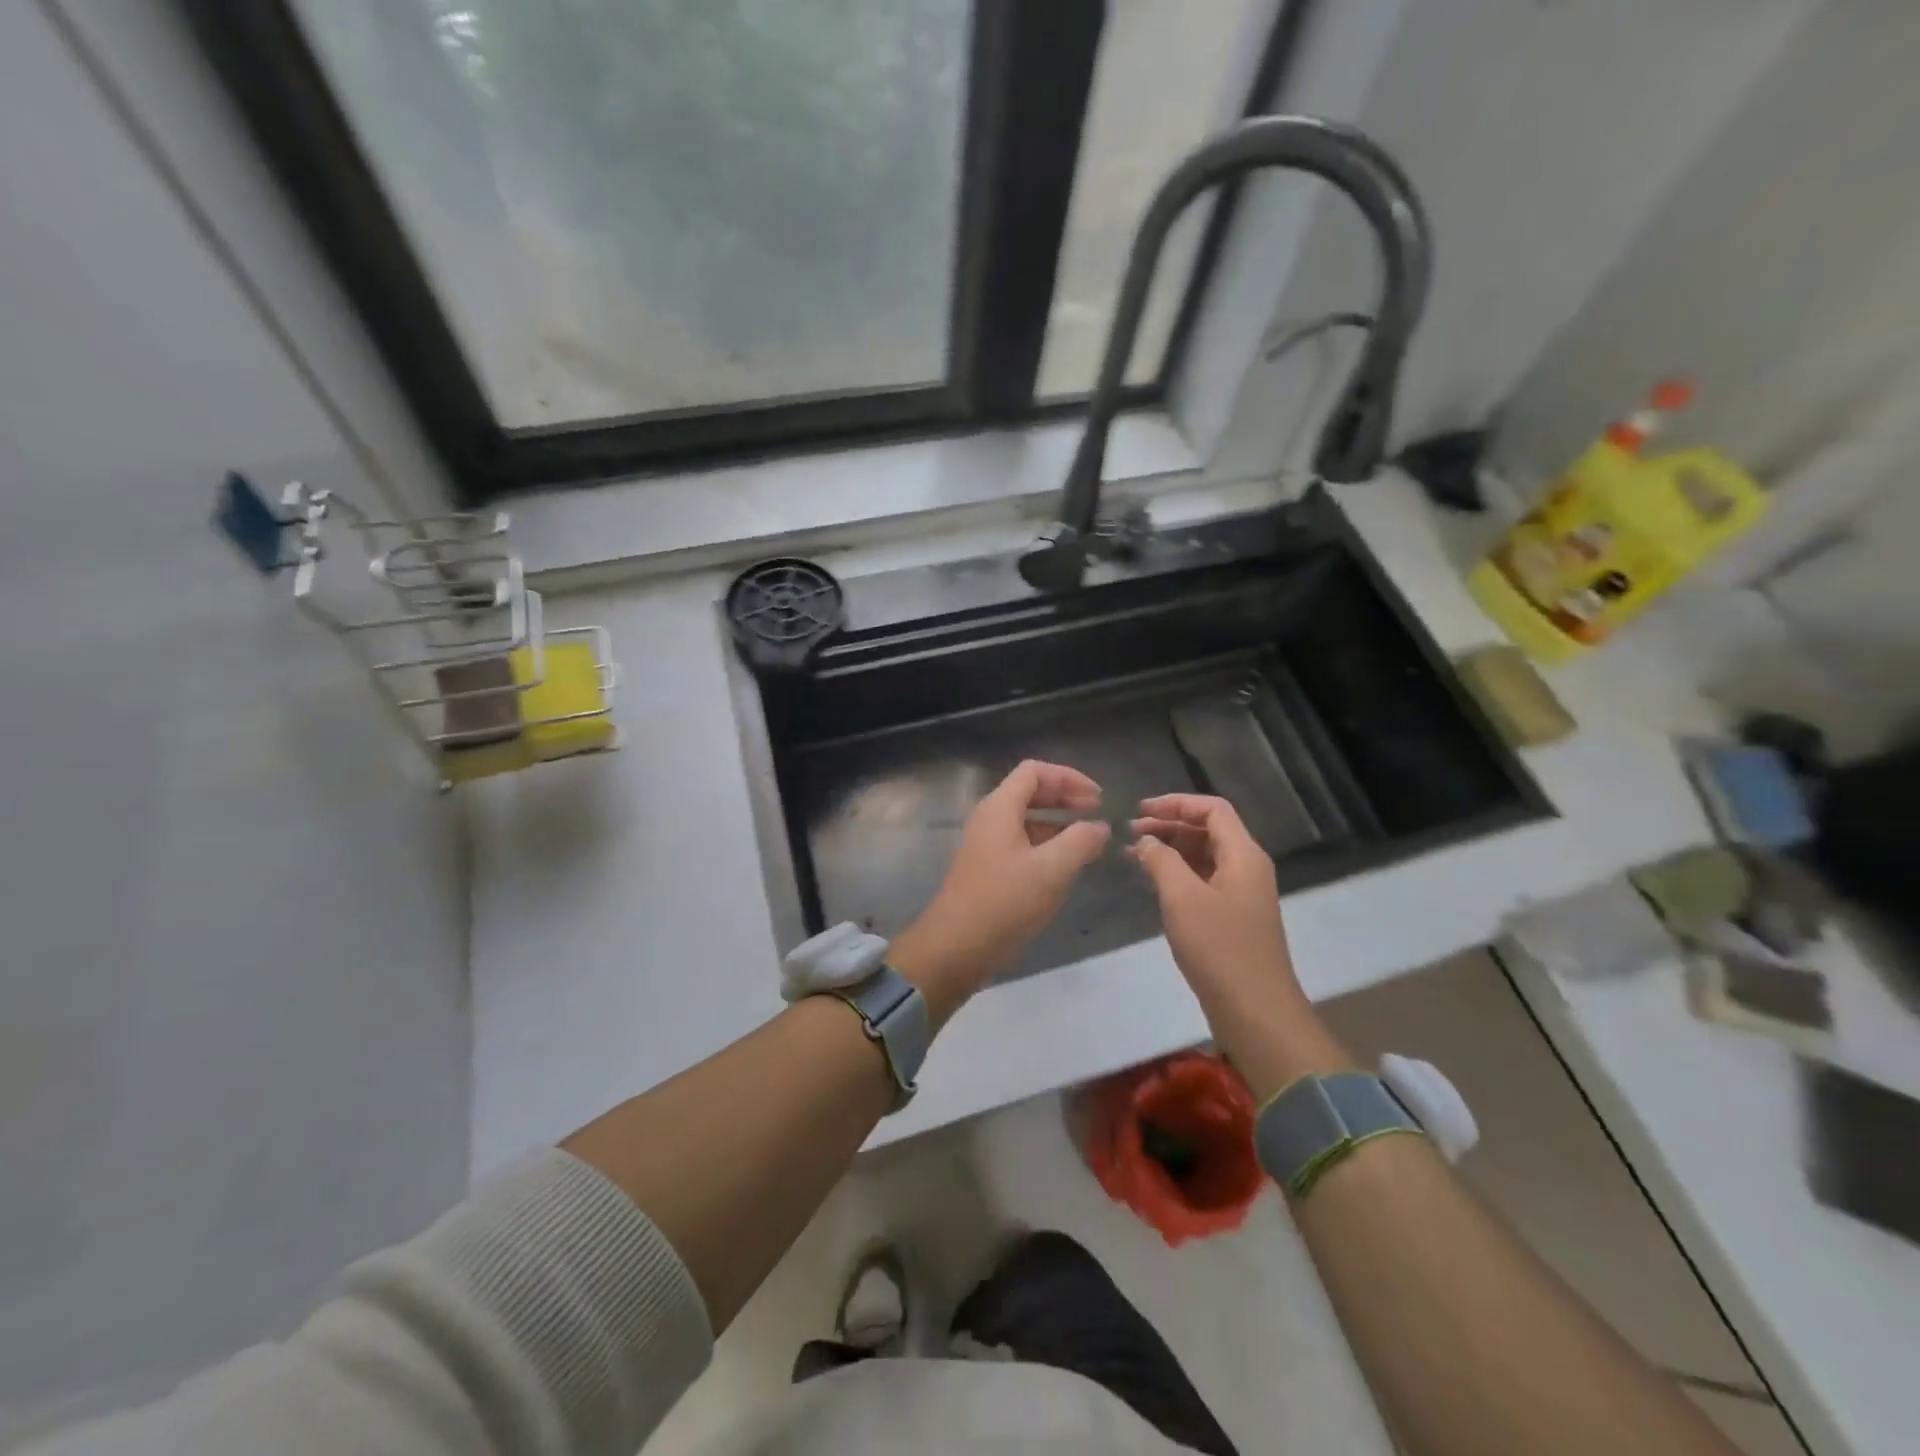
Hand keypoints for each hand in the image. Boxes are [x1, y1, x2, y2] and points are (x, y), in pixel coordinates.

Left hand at [890, 761, 1108, 1020]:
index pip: (1034, 771)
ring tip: (1087, 841)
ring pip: (1025, 820)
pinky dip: (1045, 845)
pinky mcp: (986, 870)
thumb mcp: (1053, 869)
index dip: (1069, 778)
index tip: (1097, 799)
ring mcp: (985, 845)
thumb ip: (1081, 841)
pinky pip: (1019, 843)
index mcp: (1000, 807)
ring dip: (1057, 823)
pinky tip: (1063, 867)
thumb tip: (1099, 827)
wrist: (956, 946)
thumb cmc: (1005, 901)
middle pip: (1029, 792)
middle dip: (1064, 797)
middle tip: (1096, 812)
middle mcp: (989, 819)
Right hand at [1130, 795, 1346, 1095]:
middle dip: (1168, 825)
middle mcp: (1247, 867)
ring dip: (1170, 850)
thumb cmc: (1219, 947)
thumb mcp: (1182, 897)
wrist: (1254, 1010)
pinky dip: (1177, 873)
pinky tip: (1151, 881)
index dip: (1176, 803)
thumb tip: (1146, 841)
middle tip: (1130, 832)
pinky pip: (1203, 879)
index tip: (1139, 810)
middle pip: (1208, 830)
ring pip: (1203, 856)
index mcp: (1243, 854)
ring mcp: (1241, 893)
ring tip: (1133, 854)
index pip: (1212, 809)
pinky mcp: (1232, 916)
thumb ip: (1161, 860)